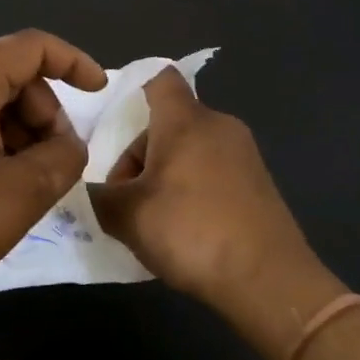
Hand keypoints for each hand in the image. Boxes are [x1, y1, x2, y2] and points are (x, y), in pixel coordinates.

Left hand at [0, 30, 106, 312]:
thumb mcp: (21, 194)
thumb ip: (62, 157)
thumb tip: (68, 144)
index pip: (29, 47)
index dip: (73, 61)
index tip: (99, 91)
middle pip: (8, 74)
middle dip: (42, 112)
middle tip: (54, 162)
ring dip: (17, 130)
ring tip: (23, 181)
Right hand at [90, 70, 344, 359]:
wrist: (269, 281)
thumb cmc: (191, 231)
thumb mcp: (128, 217)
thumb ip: (99, 198)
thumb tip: (90, 191)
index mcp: (185, 120)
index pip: (159, 79)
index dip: (135, 91)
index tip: (116, 124)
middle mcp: (218, 125)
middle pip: (169, 123)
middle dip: (142, 156)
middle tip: (127, 198)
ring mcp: (245, 154)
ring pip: (191, 150)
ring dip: (167, 176)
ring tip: (155, 221)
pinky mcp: (260, 184)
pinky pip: (214, 172)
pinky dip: (195, 191)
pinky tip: (188, 232)